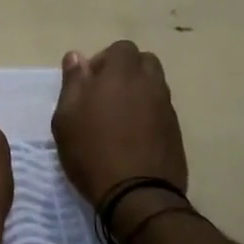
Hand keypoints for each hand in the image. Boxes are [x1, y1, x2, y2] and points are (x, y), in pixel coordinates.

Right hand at [52, 41, 187, 204]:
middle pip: (144, 62)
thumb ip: (73, 82)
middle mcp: (150, 84)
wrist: (137, 195)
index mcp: (122, 74)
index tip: (90, 82)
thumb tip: (76, 57)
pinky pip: (162, 110)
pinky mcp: (176, 132)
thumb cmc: (92, 151)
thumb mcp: (66, 117)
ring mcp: (167, 108)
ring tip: (119, 117)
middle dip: (126, 71)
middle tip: (106, 95)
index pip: (121, 48)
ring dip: (139, 92)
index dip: (104, 60)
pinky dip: (149, 114)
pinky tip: (133, 136)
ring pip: (155, 85)